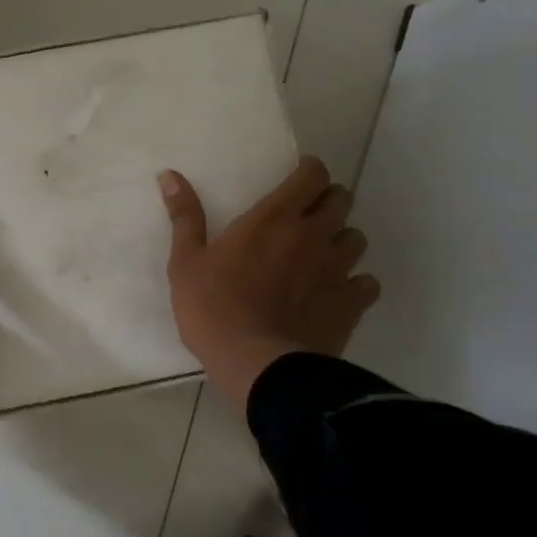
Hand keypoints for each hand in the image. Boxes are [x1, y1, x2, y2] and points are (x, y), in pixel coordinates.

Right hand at [159, 157, 379, 405]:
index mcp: (274, 218)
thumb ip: (184, 216)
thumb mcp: (186, 261)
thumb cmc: (213, 308)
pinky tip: (336, 292)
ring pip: (356, 238)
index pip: (312, 175)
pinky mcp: (352, 302)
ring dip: (340, 239)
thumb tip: (169, 174)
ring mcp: (338, 268)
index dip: (309, 172)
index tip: (296, 181)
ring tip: (320, 254)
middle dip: (327, 201)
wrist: (256, 364)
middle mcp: (313, 234)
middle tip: (305, 216)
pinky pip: (367, 282)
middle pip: (341, 199)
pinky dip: (355, 283)